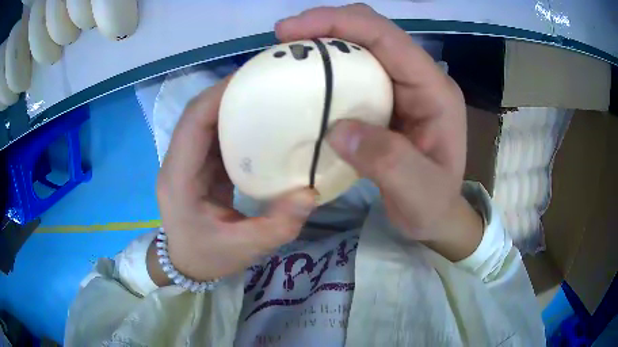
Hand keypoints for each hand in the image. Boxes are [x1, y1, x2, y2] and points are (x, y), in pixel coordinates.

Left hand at [154, 79, 315, 282]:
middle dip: (226, 93)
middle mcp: (177, 163)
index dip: (217, 96)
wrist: (185, 265)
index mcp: (179, 180)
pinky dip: (231, 123)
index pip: (192, 123)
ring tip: (262, 95)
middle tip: (263, 82)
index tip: (250, 79)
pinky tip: (256, 122)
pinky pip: (211, 136)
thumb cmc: (208, 257)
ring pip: (203, 121)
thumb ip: (278, 225)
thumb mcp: (245, 248)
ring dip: (229, 105)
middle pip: (196, 114)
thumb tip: (311, 192)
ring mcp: (185, 163)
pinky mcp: (196, 166)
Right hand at [276, 4, 481, 259]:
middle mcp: (420, 79)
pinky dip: (328, 65)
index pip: (389, 39)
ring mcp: (404, 86)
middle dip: (327, 25)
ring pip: (362, 45)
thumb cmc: (433, 206)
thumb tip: (338, 129)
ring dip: (325, 41)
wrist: (436, 215)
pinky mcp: (387, 97)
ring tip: (289, 52)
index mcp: (435, 91)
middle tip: (284, 38)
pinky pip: (355, 69)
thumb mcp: (418, 193)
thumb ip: (389, 162)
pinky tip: (306, 76)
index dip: (340, 23)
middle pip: (373, 31)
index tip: (290, 30)